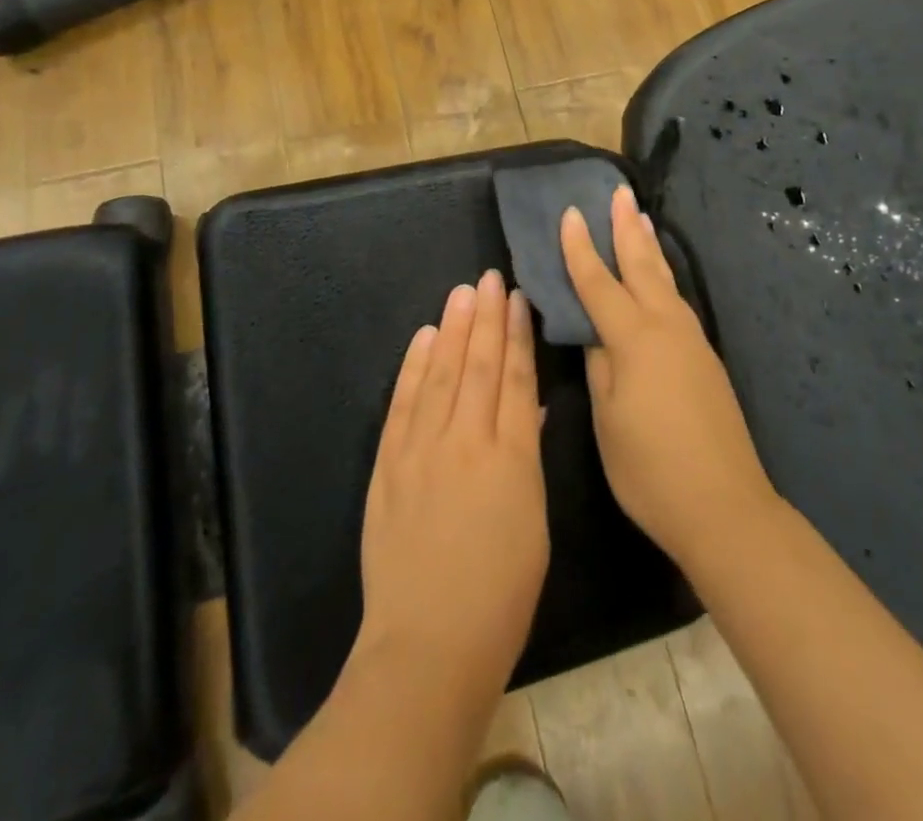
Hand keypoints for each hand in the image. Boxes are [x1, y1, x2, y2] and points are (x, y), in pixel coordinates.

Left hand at [355, 271, 549, 702]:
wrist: (428, 645)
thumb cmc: (501, 594)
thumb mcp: (533, 523)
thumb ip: (527, 458)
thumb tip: (527, 409)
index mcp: (511, 458)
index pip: (514, 379)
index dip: (516, 335)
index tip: (517, 299)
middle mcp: (466, 441)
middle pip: (477, 365)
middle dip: (485, 318)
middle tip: (489, 278)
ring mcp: (421, 450)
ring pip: (440, 373)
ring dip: (451, 329)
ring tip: (461, 292)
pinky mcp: (388, 466)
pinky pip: (403, 403)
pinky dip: (413, 366)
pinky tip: (423, 338)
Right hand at [562, 186, 779, 570]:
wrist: (724, 505)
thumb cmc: (650, 468)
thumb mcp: (607, 418)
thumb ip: (599, 364)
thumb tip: (592, 329)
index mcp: (634, 338)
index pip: (598, 282)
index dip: (580, 249)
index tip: (570, 214)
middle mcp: (666, 327)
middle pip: (642, 266)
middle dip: (626, 228)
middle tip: (618, 192)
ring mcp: (692, 340)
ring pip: (665, 280)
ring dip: (649, 247)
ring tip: (641, 219)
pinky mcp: (706, 357)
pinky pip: (677, 301)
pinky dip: (663, 277)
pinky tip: (660, 278)